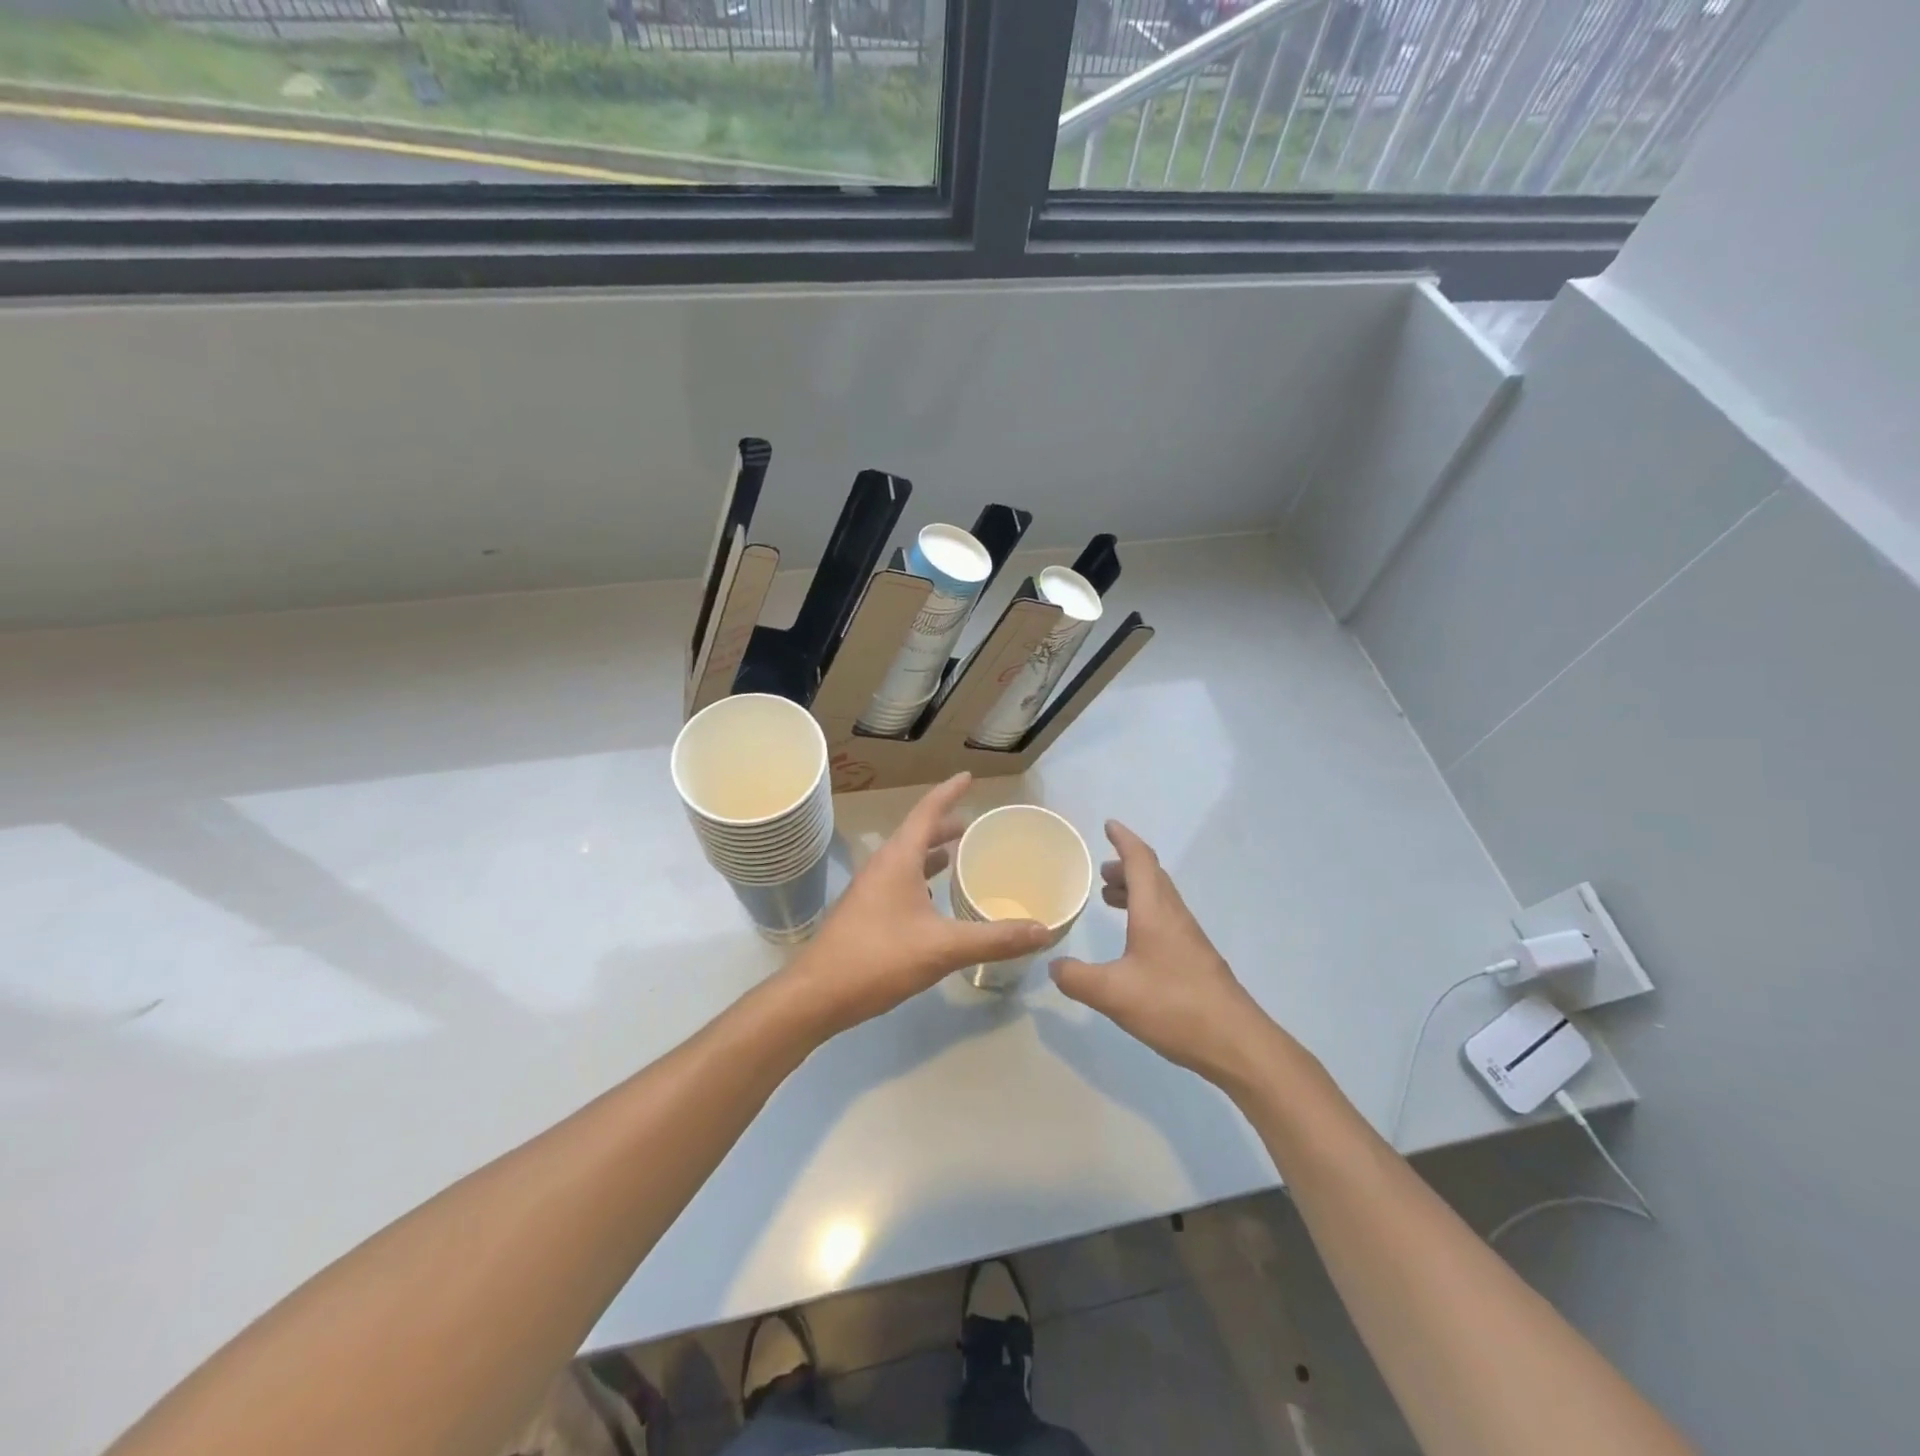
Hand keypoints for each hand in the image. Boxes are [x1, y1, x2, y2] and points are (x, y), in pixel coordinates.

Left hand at [783, 774, 1051, 1037]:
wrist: (816, 995)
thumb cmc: (878, 958)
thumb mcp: (943, 948)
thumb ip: (994, 939)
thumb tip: (1043, 931)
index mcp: (898, 859)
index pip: (927, 811)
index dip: (950, 792)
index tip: (968, 776)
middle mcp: (882, 866)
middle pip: (917, 833)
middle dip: (945, 825)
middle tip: (974, 824)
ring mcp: (870, 890)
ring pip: (906, 859)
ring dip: (932, 853)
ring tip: (957, 856)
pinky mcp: (866, 913)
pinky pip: (899, 881)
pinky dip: (921, 878)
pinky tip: (934, 900)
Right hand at [1050, 821, 1277, 1088]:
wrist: (1236, 1042)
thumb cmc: (1173, 1006)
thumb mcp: (1112, 993)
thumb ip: (1076, 978)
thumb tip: (1053, 965)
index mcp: (1155, 911)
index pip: (1140, 860)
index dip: (1123, 840)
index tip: (1108, 825)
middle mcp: (1174, 916)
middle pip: (1152, 876)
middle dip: (1126, 866)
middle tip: (1101, 871)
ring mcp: (1189, 938)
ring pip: (1160, 899)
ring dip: (1135, 890)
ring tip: (1110, 899)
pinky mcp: (1196, 960)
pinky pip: (1166, 919)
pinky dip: (1144, 913)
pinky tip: (1133, 941)